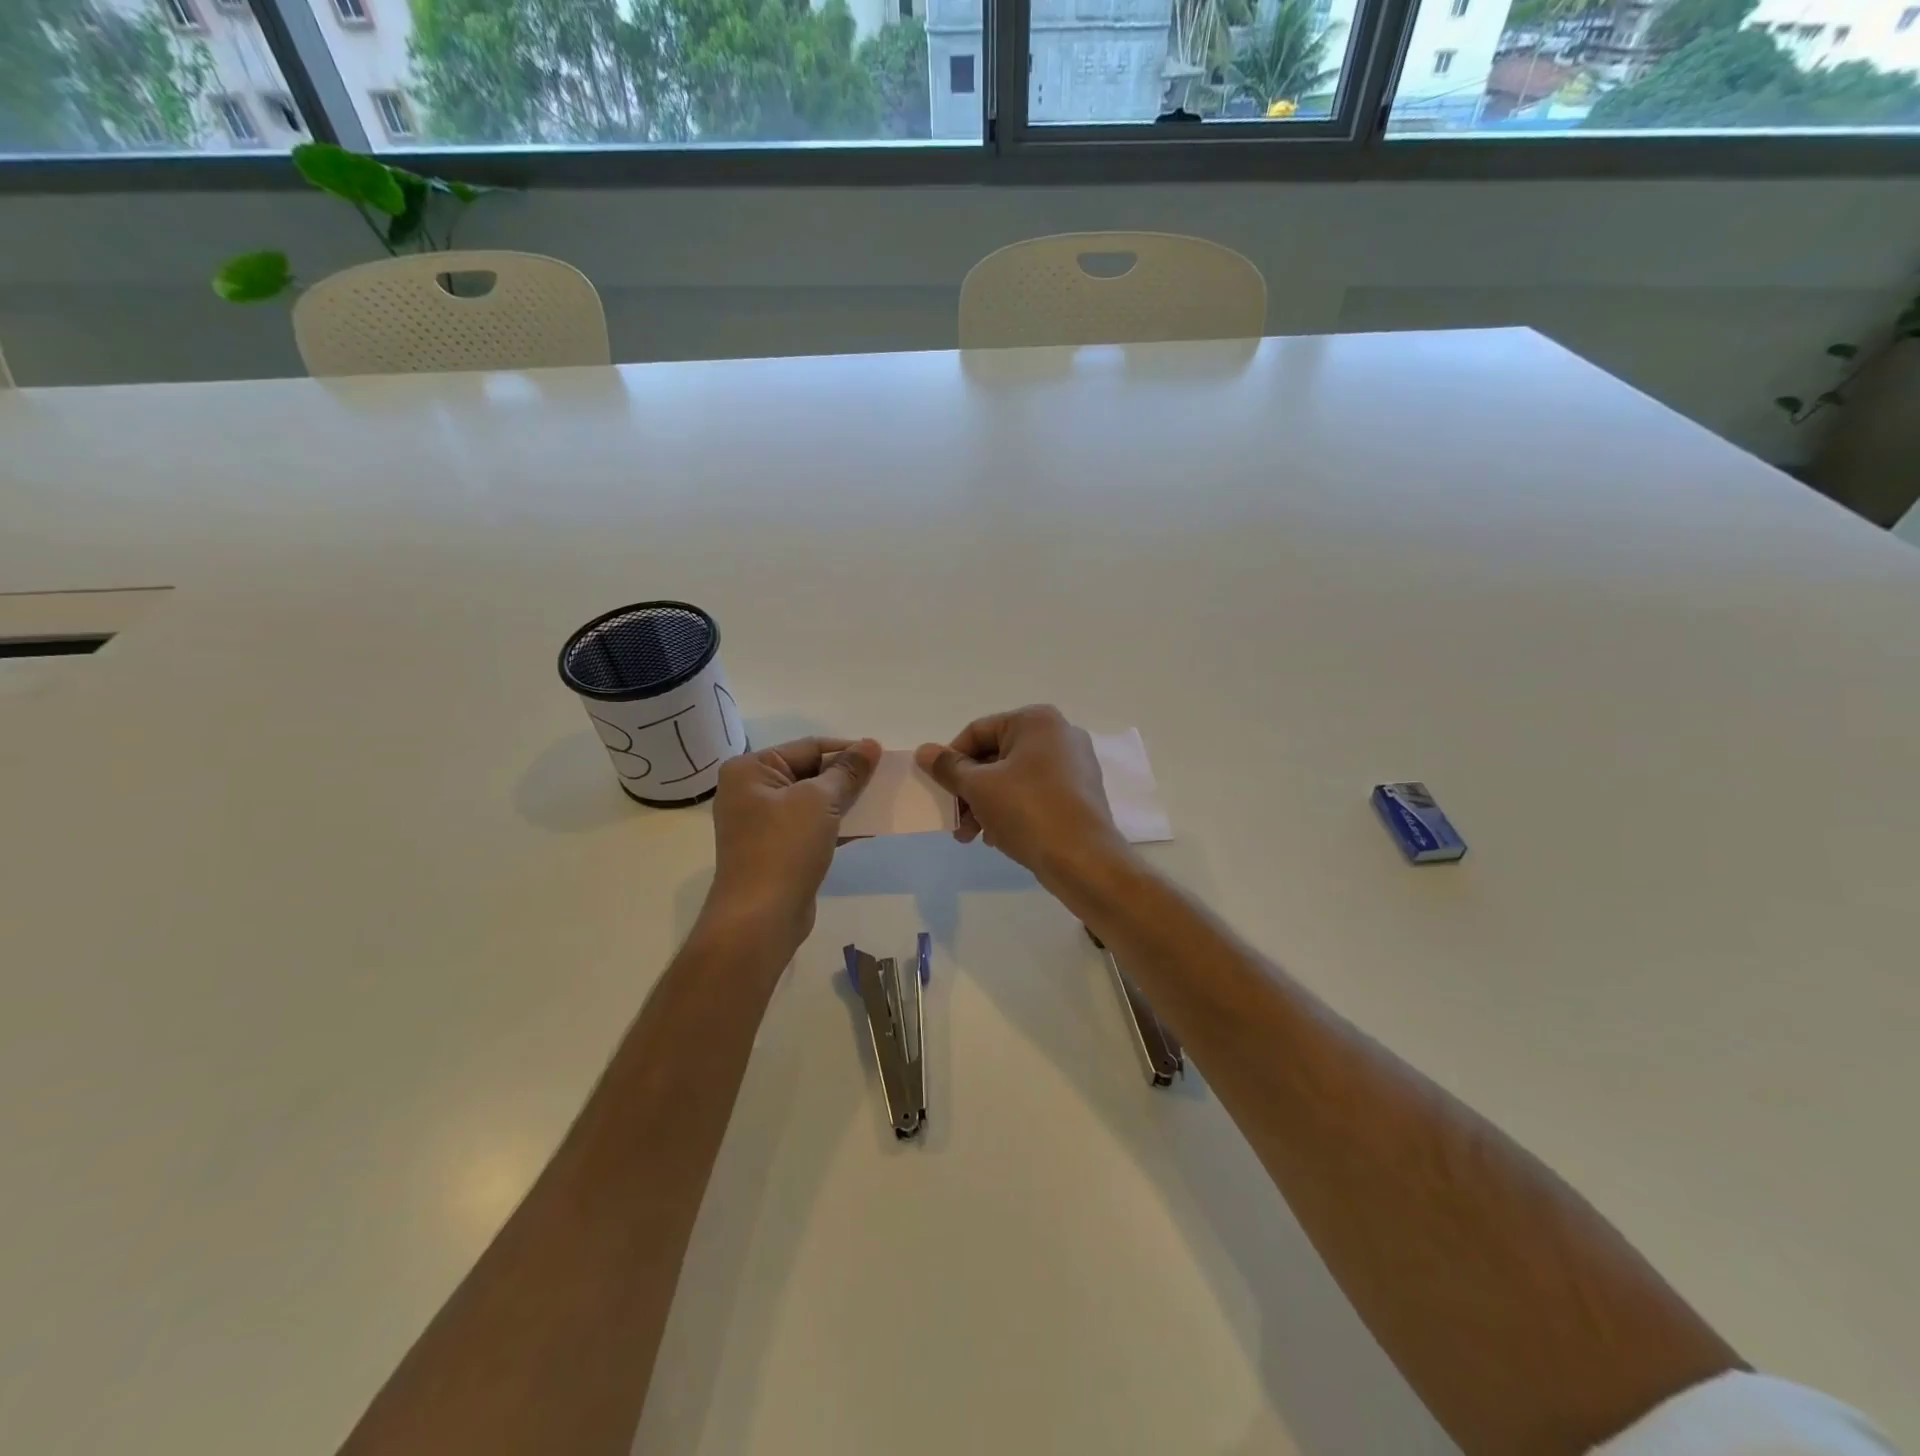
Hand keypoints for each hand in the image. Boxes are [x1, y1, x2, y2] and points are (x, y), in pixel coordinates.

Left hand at [707, 737, 879, 949]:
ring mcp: (763, 823)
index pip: (808, 747)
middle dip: (848, 777)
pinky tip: (870, 828)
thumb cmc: (784, 847)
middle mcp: (751, 791)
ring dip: (847, 802)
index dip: (847, 750)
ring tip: (883, 801)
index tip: (882, 756)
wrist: (761, 918)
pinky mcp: (778, 850)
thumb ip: (847, 771)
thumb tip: (870, 744)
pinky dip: (838, 825)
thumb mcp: (819, 800)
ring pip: (814, 802)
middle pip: (810, 772)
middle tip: (887, 779)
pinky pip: (812, 827)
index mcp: (751, 770)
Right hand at [915, 706, 1129, 888]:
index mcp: (1036, 721)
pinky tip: (997, 837)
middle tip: (955, 821)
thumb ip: (948, 767)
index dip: (951, 760)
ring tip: (972, 836)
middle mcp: (1059, 734)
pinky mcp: (1079, 794)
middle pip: (995, 756)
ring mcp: (1074, 765)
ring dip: (986, 804)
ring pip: (1014, 778)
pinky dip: (1011, 810)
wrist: (1085, 860)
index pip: (977, 732)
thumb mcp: (979, 787)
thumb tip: (924, 751)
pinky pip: (1035, 794)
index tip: (940, 790)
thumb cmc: (1028, 811)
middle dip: (969, 789)